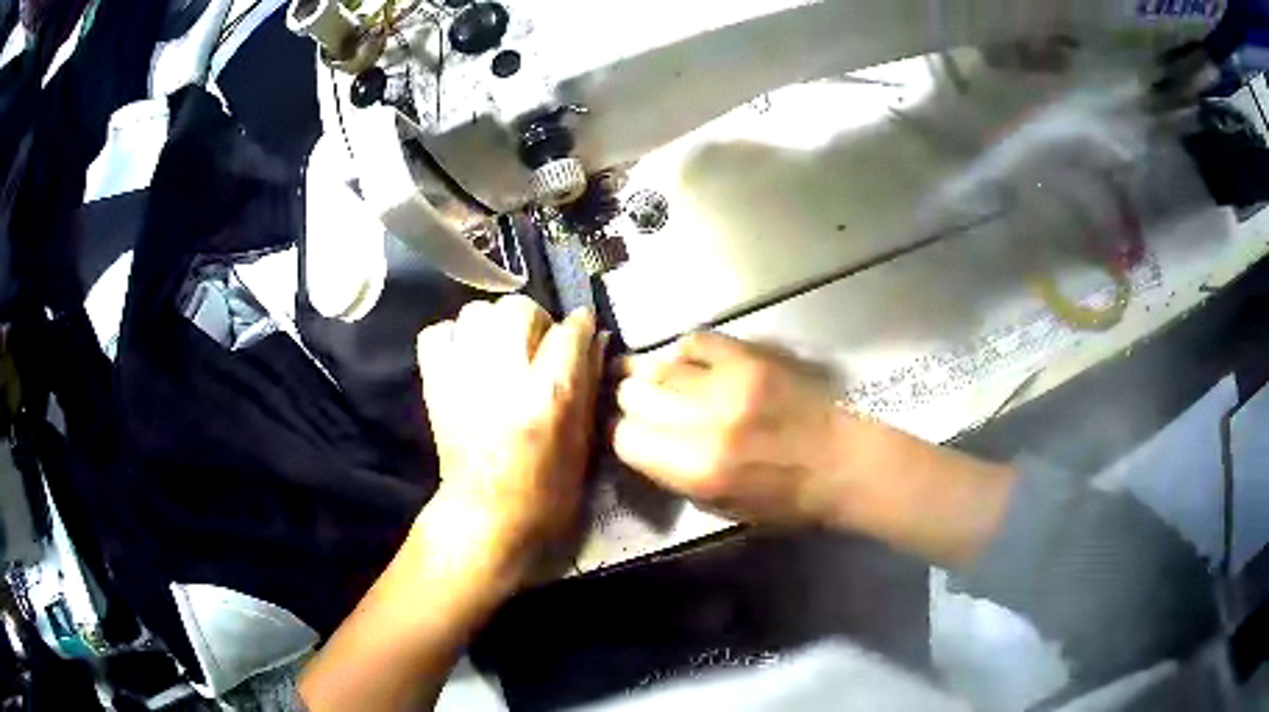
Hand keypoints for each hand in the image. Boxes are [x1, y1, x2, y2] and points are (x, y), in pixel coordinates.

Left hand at [416, 296, 603, 581]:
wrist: (486, 515)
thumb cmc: (546, 489)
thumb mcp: (582, 442)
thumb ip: (589, 385)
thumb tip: (596, 338)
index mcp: (549, 395)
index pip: (570, 330)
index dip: (580, 326)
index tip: (580, 331)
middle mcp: (505, 375)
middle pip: (519, 308)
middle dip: (535, 320)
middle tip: (536, 344)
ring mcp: (463, 376)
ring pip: (477, 312)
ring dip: (494, 324)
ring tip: (500, 348)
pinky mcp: (435, 384)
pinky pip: (436, 332)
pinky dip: (452, 336)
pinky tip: (467, 356)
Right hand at [612, 332, 847, 525]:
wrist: (841, 464)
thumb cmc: (784, 501)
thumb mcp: (719, 508)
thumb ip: (673, 475)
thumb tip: (640, 441)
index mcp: (698, 470)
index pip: (625, 438)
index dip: (623, 437)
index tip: (633, 436)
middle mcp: (706, 422)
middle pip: (634, 396)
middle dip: (633, 404)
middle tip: (646, 409)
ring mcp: (729, 383)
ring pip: (659, 366)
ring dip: (653, 377)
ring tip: (661, 383)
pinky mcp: (751, 357)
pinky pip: (695, 340)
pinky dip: (685, 353)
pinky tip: (692, 367)